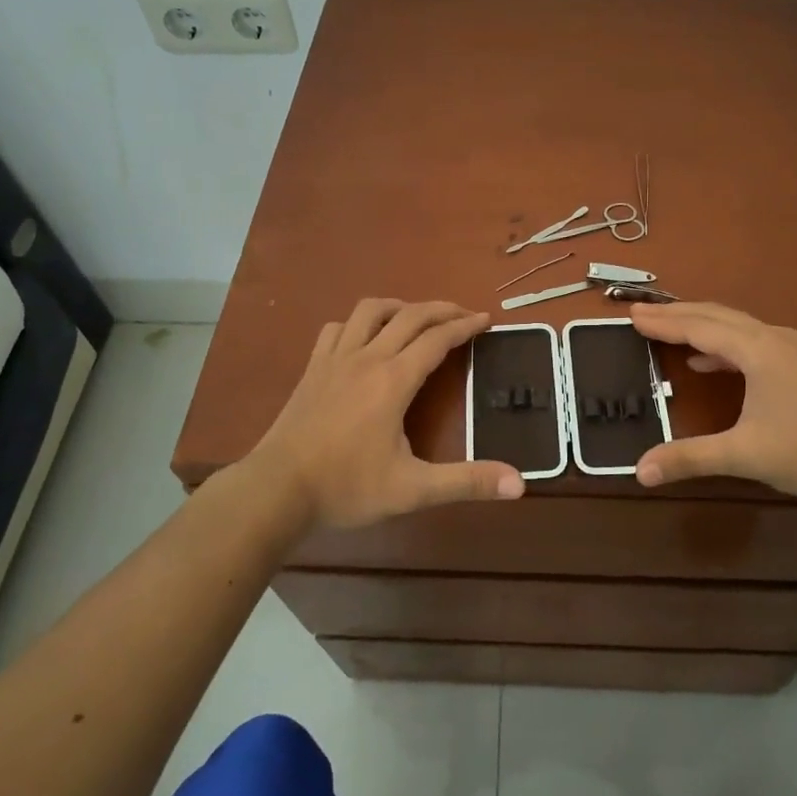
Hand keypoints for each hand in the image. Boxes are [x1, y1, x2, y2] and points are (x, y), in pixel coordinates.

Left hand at [244, 298, 524, 529]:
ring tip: (417, 316)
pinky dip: (358, 323)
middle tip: (464, 314)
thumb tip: (519, 484)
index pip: (437, 339)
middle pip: (410, 315)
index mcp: (394, 379)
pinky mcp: (313, 368)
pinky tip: (364, 337)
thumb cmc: (346, 487)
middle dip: (441, 309)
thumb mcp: (413, 490)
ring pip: (370, 310)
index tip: (486, 319)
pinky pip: (338, 328)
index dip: (465, 326)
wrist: (277, 490)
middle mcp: (367, 358)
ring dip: (400, 306)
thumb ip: (466, 483)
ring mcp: (335, 359)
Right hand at [628, 302, 796, 503]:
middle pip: (716, 315)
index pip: (699, 327)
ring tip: (669, 331)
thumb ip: (691, 458)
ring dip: (700, 325)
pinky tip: (711, 363)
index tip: (631, 316)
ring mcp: (792, 349)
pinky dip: (723, 345)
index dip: (663, 322)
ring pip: (737, 326)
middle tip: (641, 314)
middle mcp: (773, 338)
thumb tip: (640, 470)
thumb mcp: (745, 455)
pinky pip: (752, 341)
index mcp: (757, 349)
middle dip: (676, 314)